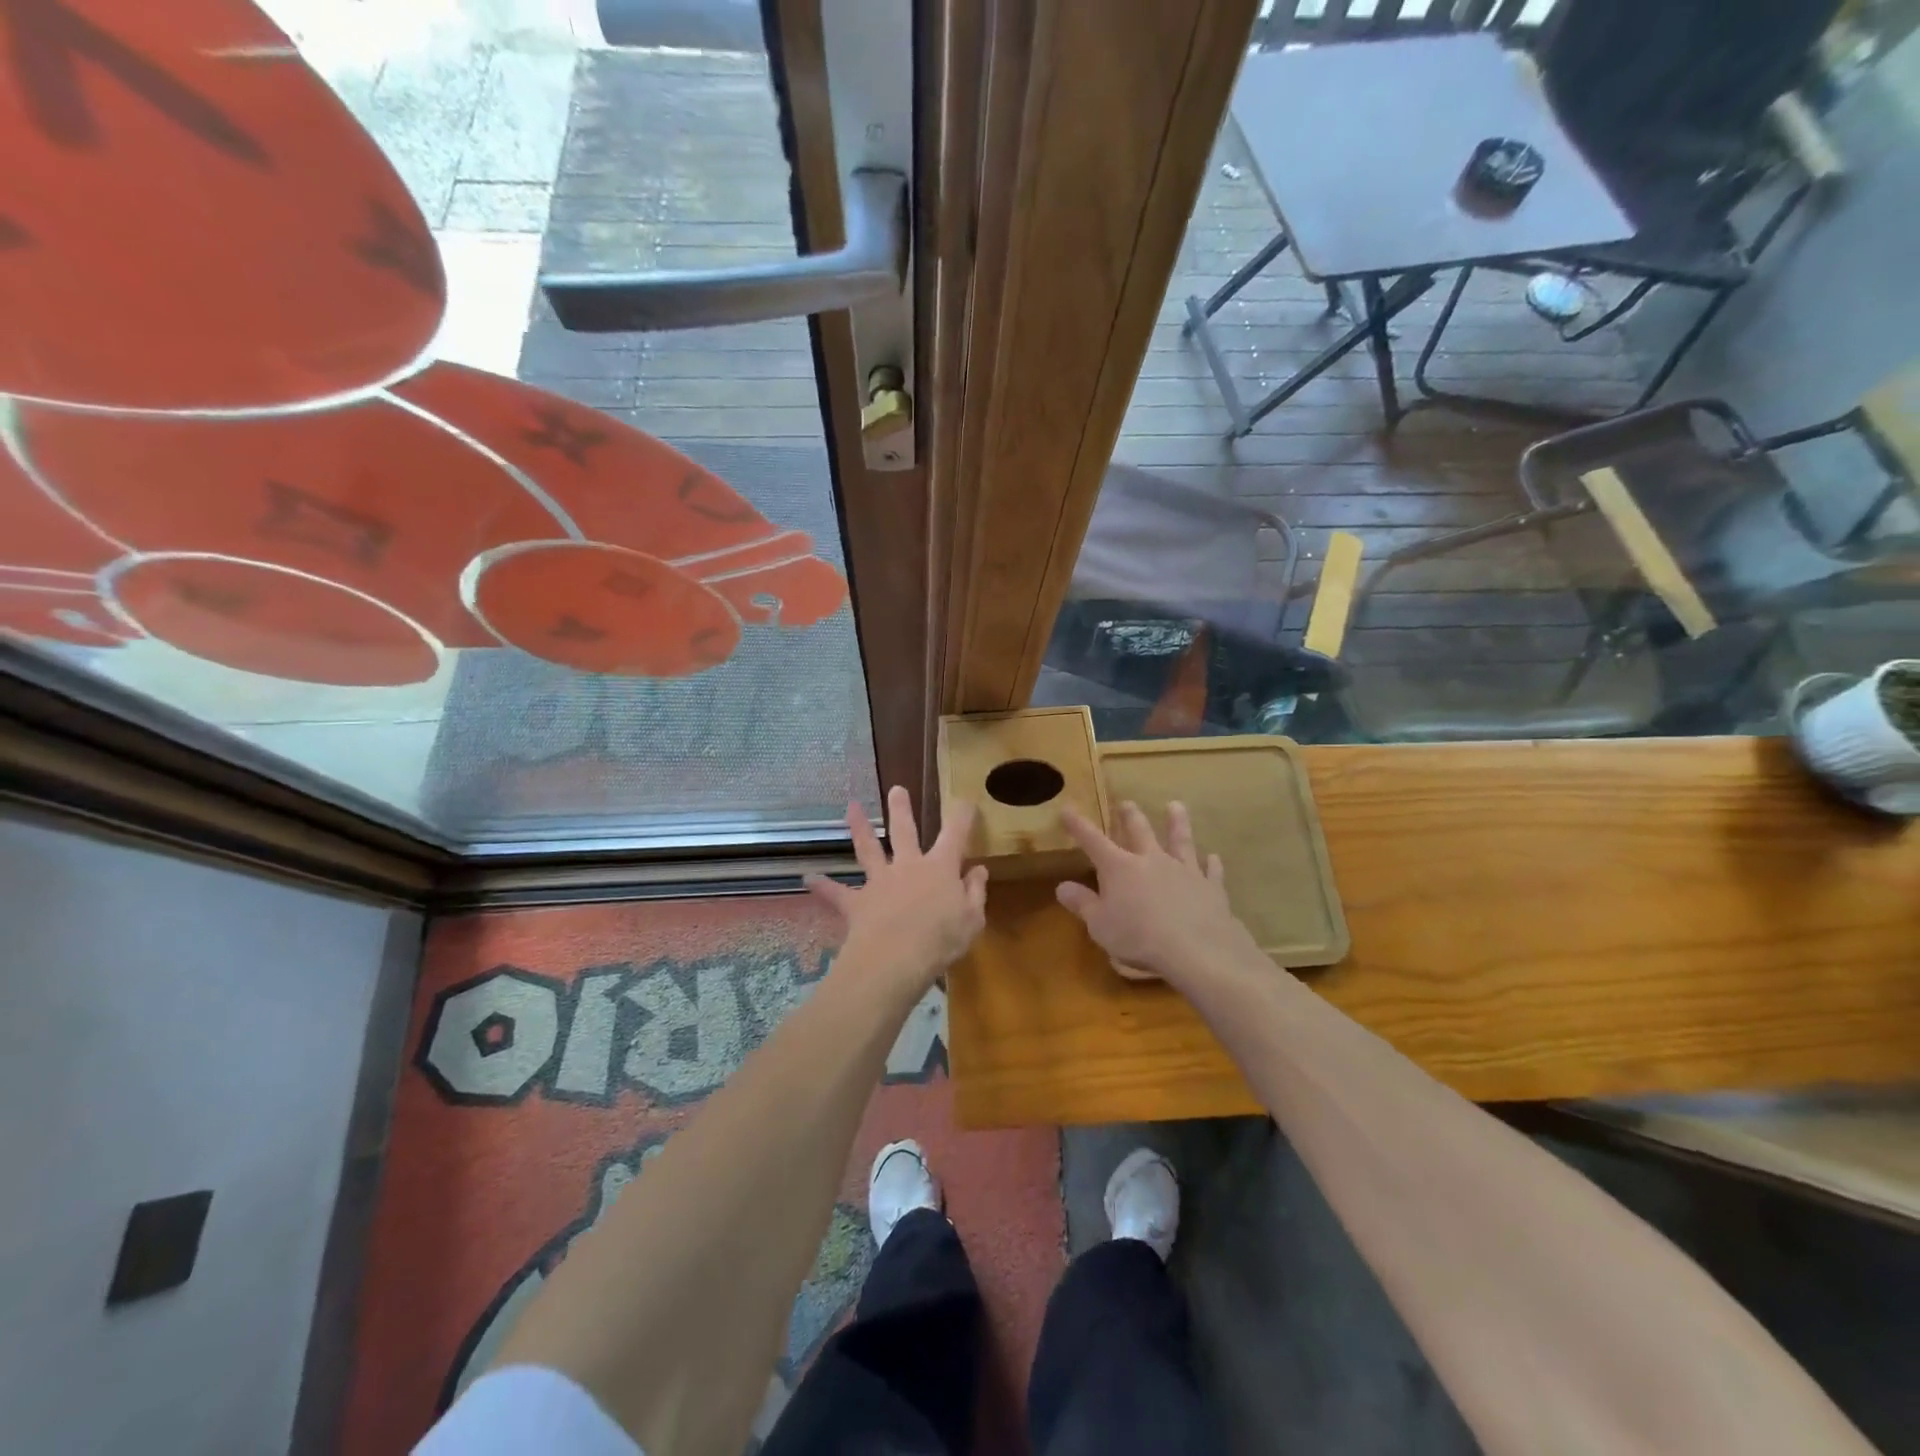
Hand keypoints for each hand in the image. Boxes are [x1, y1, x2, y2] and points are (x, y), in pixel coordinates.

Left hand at [806, 787, 987, 991]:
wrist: (895, 959)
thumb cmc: (941, 940)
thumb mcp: (972, 920)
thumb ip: (975, 892)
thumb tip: (978, 870)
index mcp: (940, 869)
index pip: (955, 835)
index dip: (962, 816)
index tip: (965, 800)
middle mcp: (908, 867)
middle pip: (905, 831)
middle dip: (901, 808)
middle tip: (896, 789)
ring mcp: (879, 882)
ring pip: (868, 849)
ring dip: (859, 828)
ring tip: (850, 807)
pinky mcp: (857, 903)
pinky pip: (837, 893)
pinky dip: (823, 886)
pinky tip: (808, 878)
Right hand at [1056, 800, 1258, 987]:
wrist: (1196, 950)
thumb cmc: (1139, 938)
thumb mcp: (1100, 925)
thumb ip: (1082, 904)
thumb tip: (1062, 886)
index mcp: (1120, 868)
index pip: (1093, 841)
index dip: (1078, 825)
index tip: (1068, 809)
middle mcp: (1152, 860)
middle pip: (1139, 831)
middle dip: (1130, 816)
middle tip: (1126, 803)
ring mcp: (1184, 871)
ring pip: (1180, 841)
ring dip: (1177, 823)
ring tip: (1176, 806)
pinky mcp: (1210, 887)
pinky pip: (1211, 871)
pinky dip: (1212, 863)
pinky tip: (1214, 857)